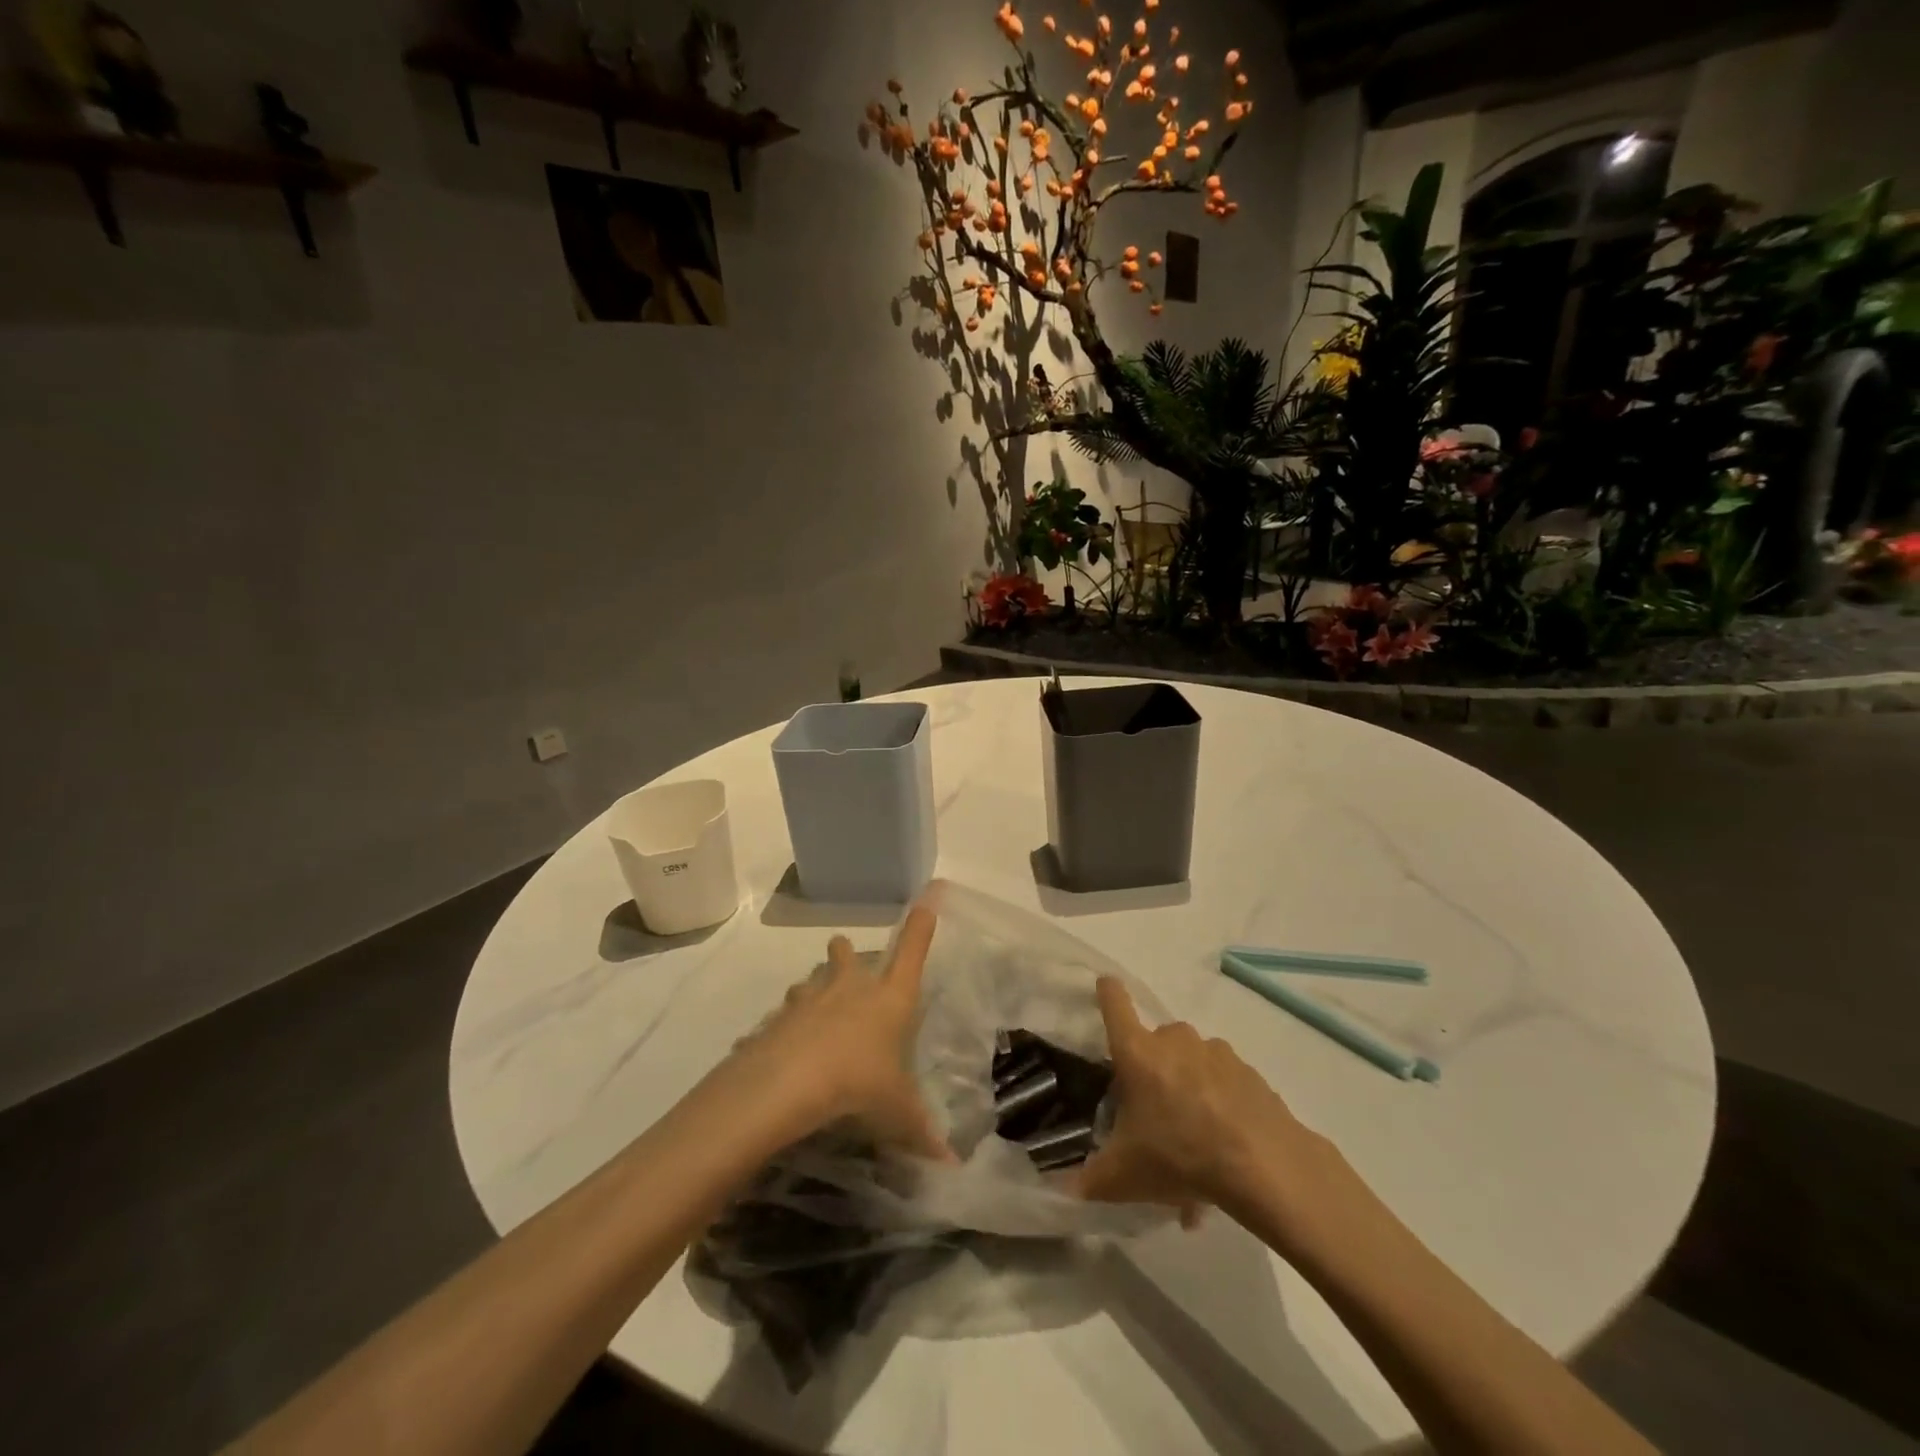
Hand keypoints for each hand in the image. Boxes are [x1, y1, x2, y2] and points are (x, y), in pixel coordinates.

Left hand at [742, 904, 953, 1161]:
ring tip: (813, 1003)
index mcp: (888, 999)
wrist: (790, 1084)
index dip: (921, 924)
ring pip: (810, 980)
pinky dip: (782, 1028)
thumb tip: (953, 1168)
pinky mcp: (776, 1019)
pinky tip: (780, 1047)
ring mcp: (809, 1000)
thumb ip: (922, 1134)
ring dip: (813, 987)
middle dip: (846, 952)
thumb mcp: (897, 1114)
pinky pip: (780, 1018)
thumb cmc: (859, 1084)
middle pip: (847, 953)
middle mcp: (849, 989)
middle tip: (846, 954)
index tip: (928, 895)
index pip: (912, 951)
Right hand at [1077, 977, 1333, 1229]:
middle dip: (1153, 1071)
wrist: (1264, 1165)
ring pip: (1192, 1065)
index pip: (1114, 1003)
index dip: (1107, 992)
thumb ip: (1090, 1179)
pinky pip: (1224, 1085)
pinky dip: (1220, 1109)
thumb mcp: (1124, 1176)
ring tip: (1195, 1147)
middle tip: (1154, 1116)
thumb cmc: (1179, 1156)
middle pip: (1155, 1042)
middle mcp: (1174, 1040)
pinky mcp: (1248, 1072)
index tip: (1105, 986)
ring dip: (1189, 1092)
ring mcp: (1215, 1052)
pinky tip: (1225, 1153)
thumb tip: (1064, 1189)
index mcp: (1137, 1052)